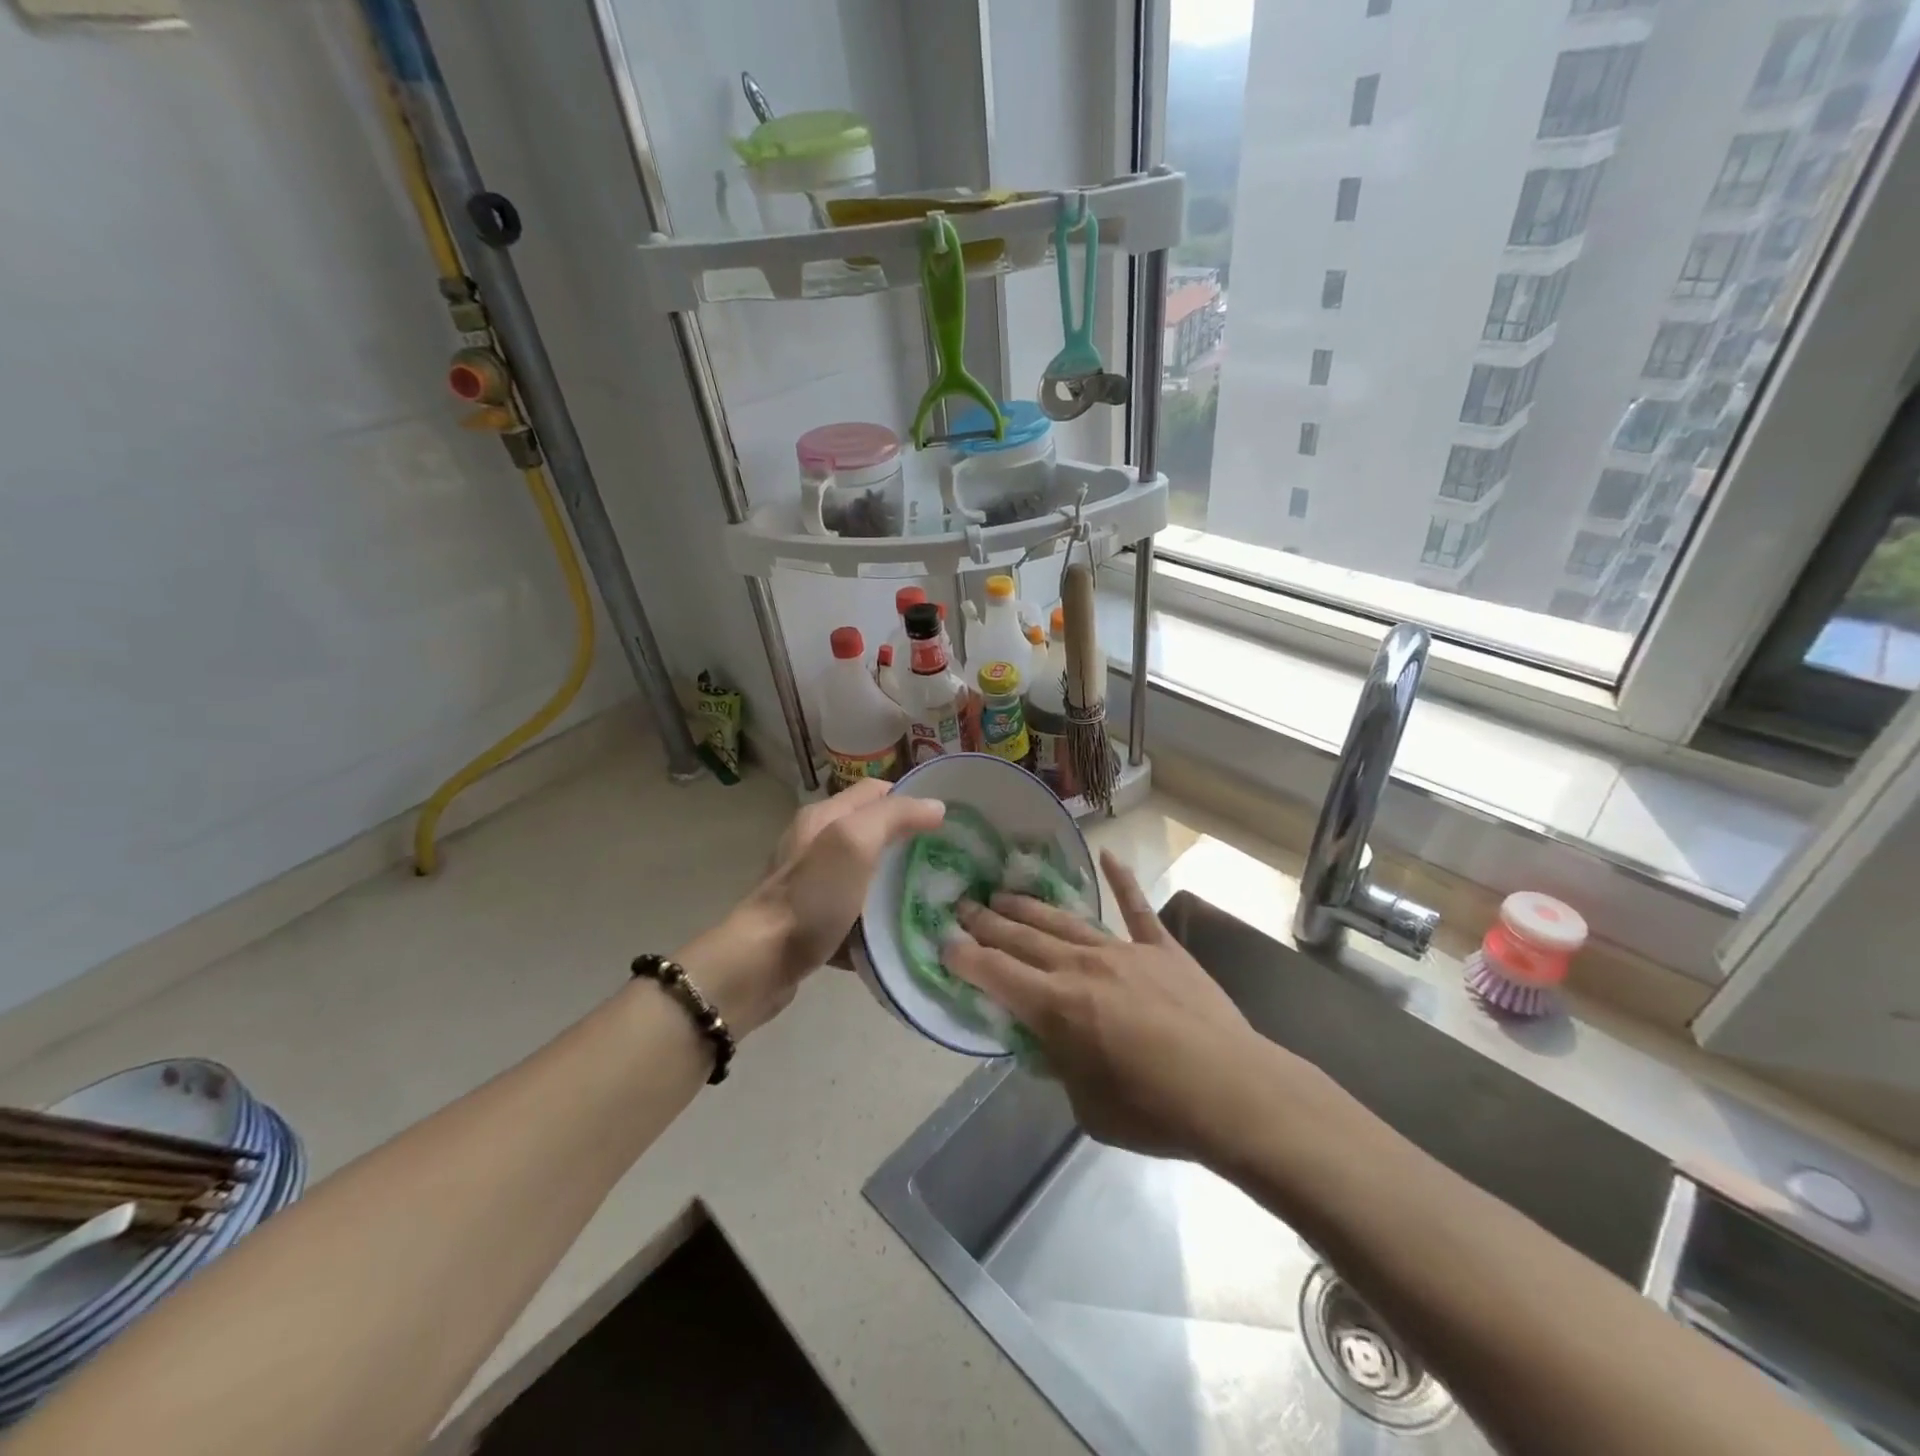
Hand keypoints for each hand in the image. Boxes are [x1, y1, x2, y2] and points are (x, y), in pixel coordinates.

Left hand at [681, 780, 944, 1036]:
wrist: (760, 965)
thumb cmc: (811, 898)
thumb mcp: (854, 843)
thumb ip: (894, 817)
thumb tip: (936, 807)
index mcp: (824, 817)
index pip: (877, 791)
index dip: (912, 799)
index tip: (948, 822)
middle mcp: (815, 844)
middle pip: (873, 832)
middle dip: (909, 843)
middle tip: (946, 862)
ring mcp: (812, 885)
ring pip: (866, 874)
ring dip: (894, 885)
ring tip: (931, 898)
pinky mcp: (812, 921)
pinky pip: (854, 912)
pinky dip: (875, 920)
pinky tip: (898, 933)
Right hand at [942, 850, 1271, 1159]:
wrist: (1233, 1092)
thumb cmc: (1155, 1112)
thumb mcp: (1087, 1106)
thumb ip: (1061, 1065)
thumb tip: (1053, 1042)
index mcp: (1056, 1007)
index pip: (995, 974)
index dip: (964, 957)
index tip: (943, 942)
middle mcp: (1081, 967)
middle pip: (1023, 938)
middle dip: (987, 922)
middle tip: (962, 906)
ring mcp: (1123, 951)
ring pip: (1064, 920)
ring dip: (1030, 906)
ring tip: (1002, 893)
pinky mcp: (1161, 949)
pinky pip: (1137, 909)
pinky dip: (1122, 880)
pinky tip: (1107, 854)